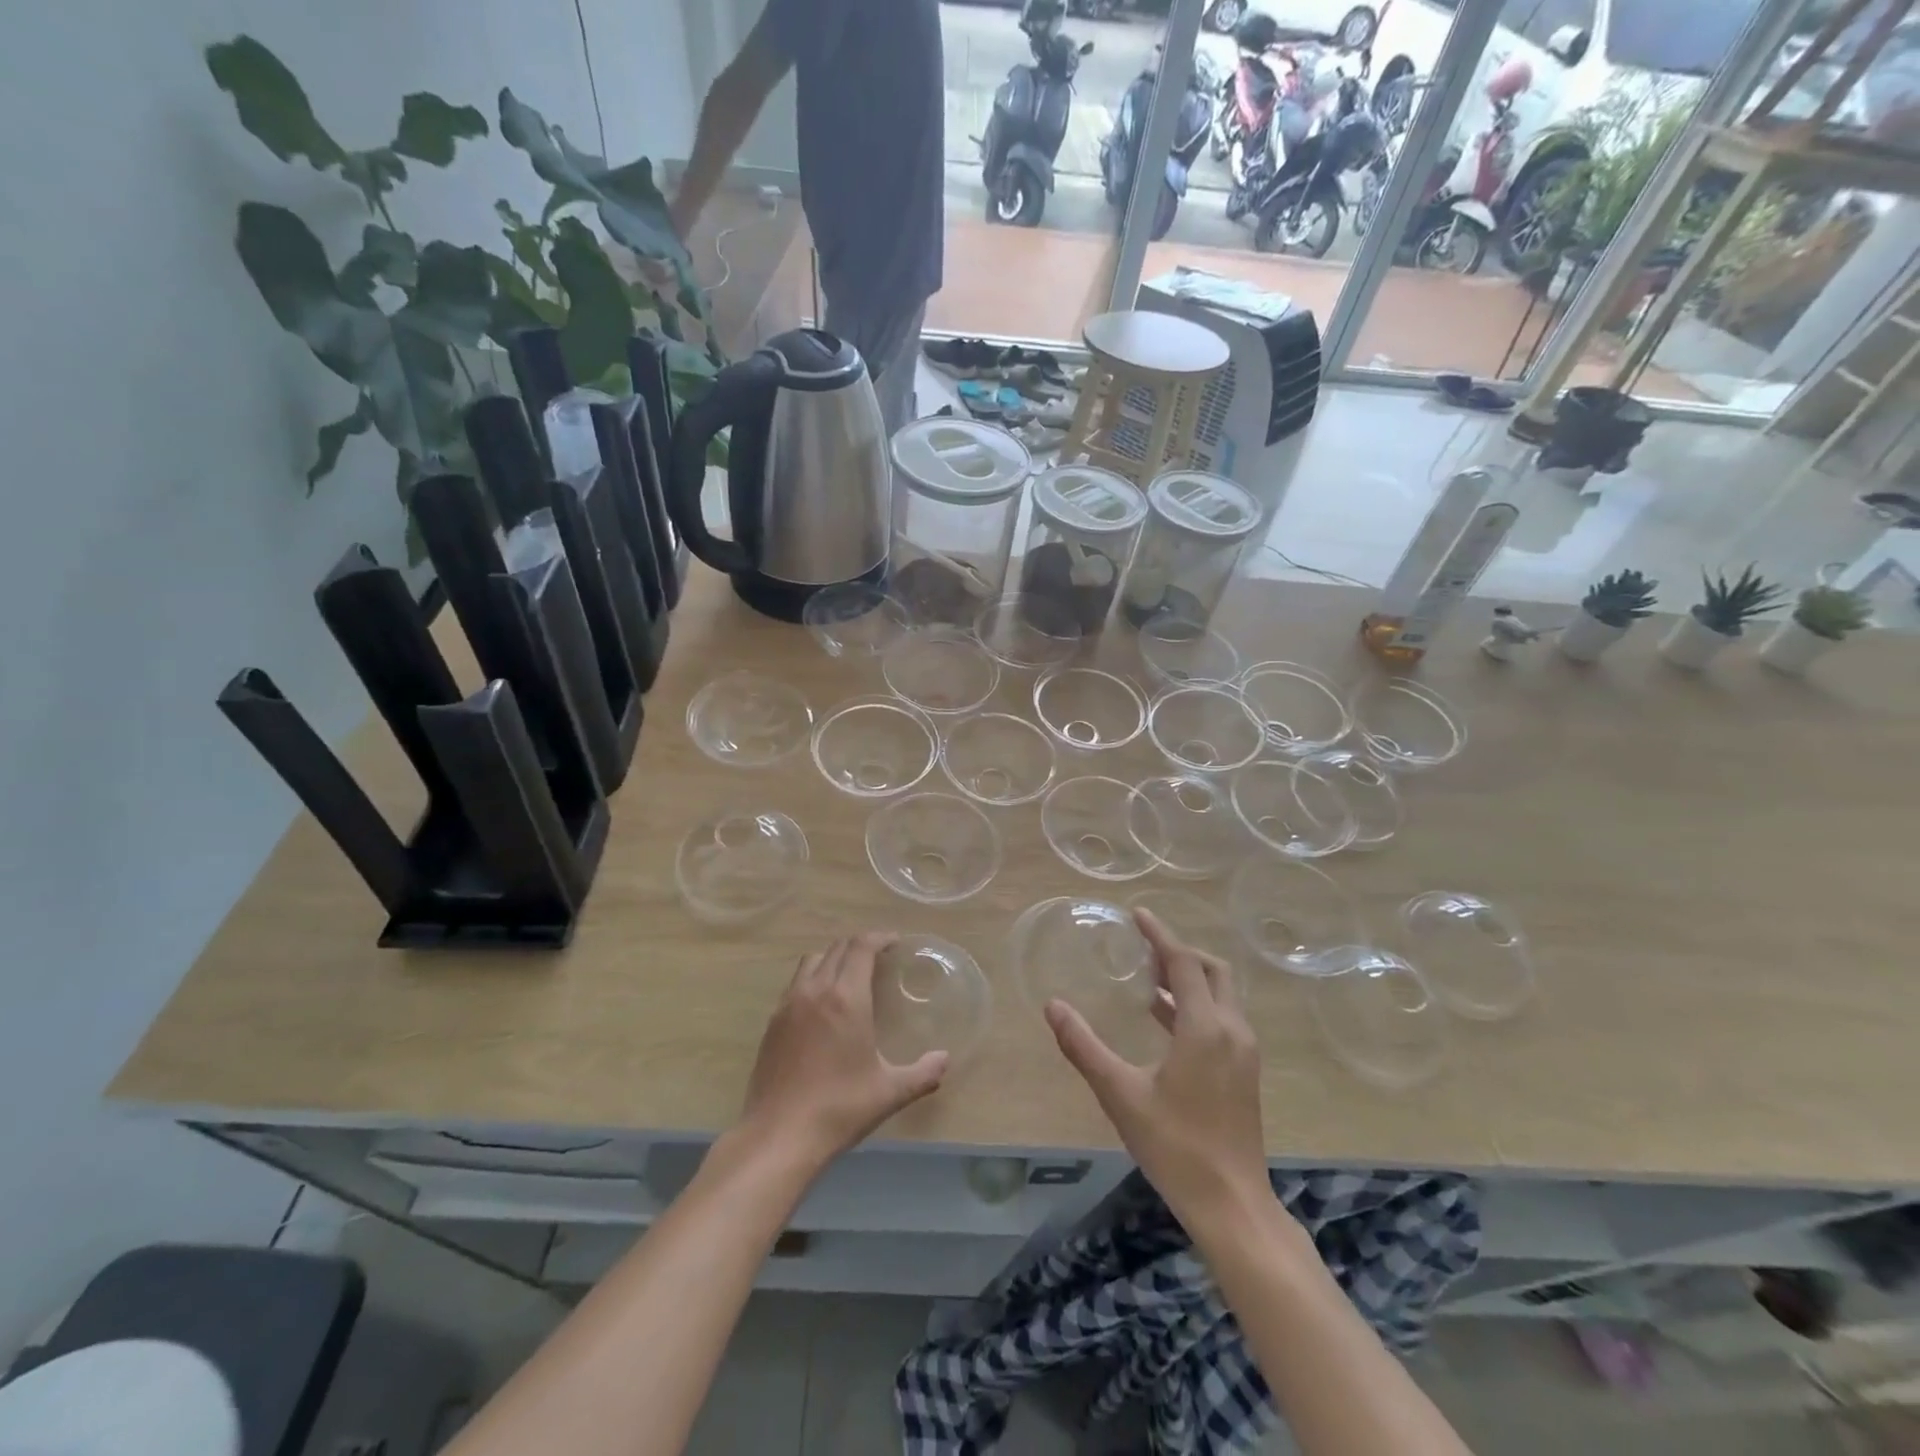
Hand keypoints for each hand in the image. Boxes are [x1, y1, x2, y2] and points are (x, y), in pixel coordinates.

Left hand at [740, 933, 948, 1169]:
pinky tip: (823, 1007)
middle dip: (859, 946)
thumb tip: (945, 1059)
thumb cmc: (839, 1108)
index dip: (879, 937)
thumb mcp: (890, 1092)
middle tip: (879, 958)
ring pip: (811, 961)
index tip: (895, 943)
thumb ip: (923, 1073)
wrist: (778, 1136)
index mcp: (845, 998)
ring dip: (833, 958)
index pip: (861, 946)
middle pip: (837, 948)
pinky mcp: (772, 1023)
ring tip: (850, 976)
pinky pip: (795, 984)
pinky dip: (813, 979)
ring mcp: (788, 1005)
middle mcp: (815, 990)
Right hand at [1045, 909, 1267, 1229]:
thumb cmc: (1175, 1145)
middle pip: (1212, 971)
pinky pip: (1222, 1018)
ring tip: (1148, 977)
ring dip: (1189, 979)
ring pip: (1221, 995)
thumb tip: (1053, 1007)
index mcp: (1205, 1028)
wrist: (1232, 1204)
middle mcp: (1232, 1031)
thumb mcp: (1120, 1093)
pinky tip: (1164, 1019)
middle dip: (1180, 953)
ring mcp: (1244, 1053)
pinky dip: (1196, 1004)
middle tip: (1144, 948)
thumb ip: (1083, 1046)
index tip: (1138, 914)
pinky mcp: (1244, 1072)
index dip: (1160, 935)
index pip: (1183, 963)